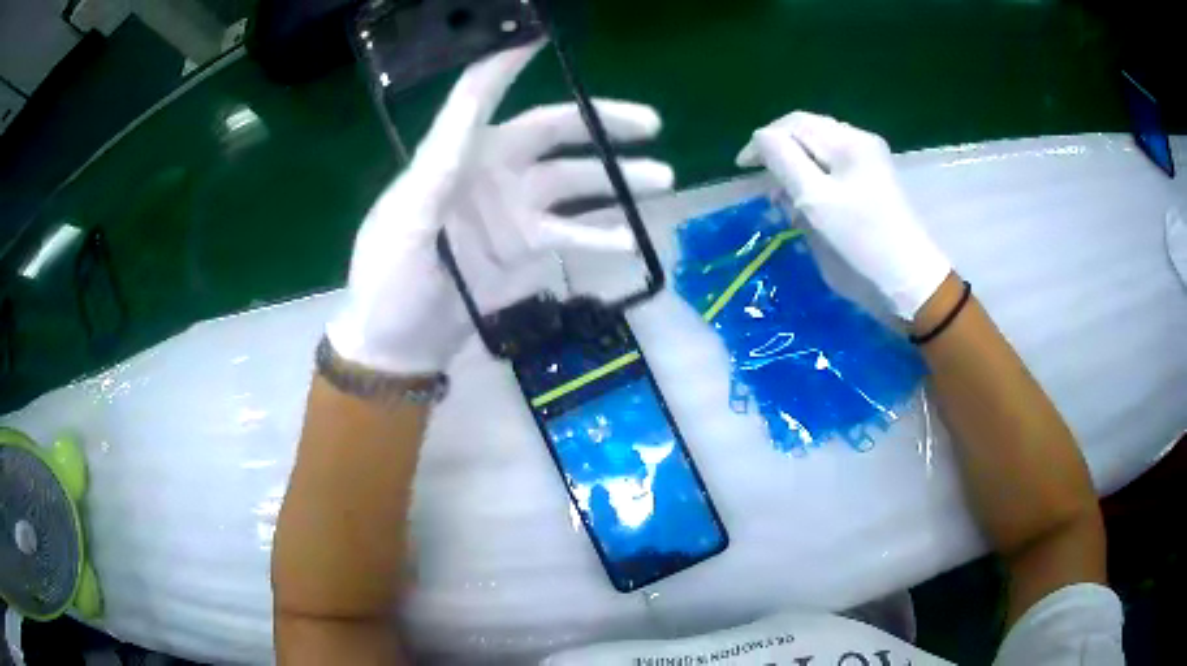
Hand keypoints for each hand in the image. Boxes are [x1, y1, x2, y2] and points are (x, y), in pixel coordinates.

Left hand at [327, 42, 673, 373]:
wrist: (397, 344)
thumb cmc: (388, 279)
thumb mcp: (406, 220)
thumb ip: (439, 165)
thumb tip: (471, 102)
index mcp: (454, 157)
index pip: (483, 97)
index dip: (509, 64)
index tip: (541, 36)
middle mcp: (490, 172)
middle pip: (553, 133)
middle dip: (601, 125)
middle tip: (651, 125)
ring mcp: (513, 212)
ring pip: (574, 181)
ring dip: (618, 179)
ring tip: (663, 177)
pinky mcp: (526, 249)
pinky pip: (573, 233)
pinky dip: (603, 233)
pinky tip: (632, 237)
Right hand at [737, 111, 949, 319]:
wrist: (907, 280)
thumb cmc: (860, 240)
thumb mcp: (815, 199)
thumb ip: (783, 161)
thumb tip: (760, 138)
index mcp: (848, 141)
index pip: (794, 125)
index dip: (764, 141)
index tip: (743, 169)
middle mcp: (859, 143)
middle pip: (807, 135)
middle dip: (780, 156)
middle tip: (764, 186)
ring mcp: (868, 164)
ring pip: (818, 153)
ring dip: (795, 171)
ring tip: (783, 200)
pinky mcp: (871, 185)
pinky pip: (832, 171)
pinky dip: (812, 183)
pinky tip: (806, 205)